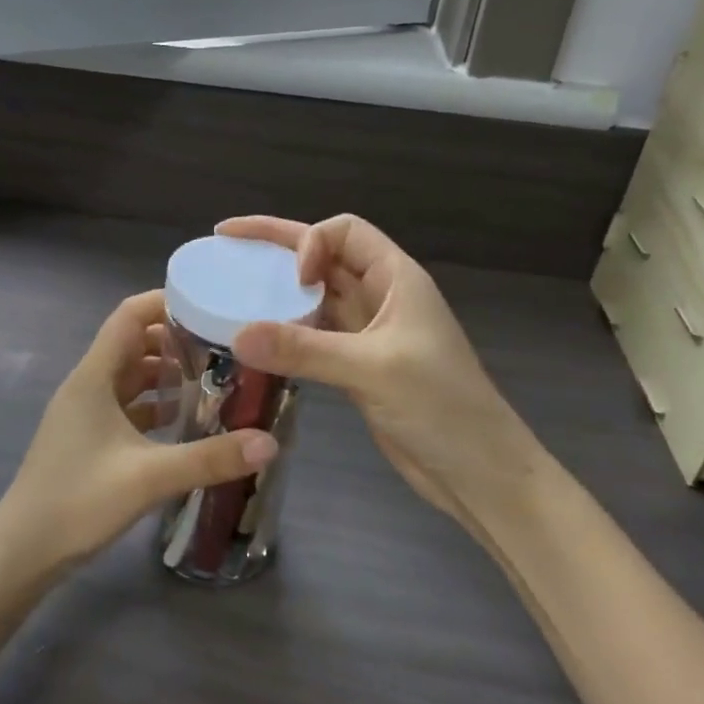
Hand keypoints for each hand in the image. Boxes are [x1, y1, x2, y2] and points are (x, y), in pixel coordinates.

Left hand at [0, 290, 278, 574]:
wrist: (22, 552)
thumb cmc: (78, 502)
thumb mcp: (150, 478)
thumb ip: (211, 458)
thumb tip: (270, 442)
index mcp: (94, 376)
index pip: (130, 316)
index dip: (166, 302)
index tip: (210, 304)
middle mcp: (89, 384)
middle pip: (134, 342)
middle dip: (176, 339)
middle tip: (223, 345)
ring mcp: (86, 412)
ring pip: (131, 375)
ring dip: (167, 372)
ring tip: (213, 377)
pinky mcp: (89, 437)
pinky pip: (127, 404)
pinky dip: (155, 403)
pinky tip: (185, 419)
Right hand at [219, 215, 533, 517]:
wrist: (479, 472)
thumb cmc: (441, 407)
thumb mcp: (372, 370)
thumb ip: (304, 349)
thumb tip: (237, 335)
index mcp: (396, 278)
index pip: (345, 231)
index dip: (311, 242)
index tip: (292, 279)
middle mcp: (381, 296)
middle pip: (325, 255)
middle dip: (277, 246)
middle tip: (225, 241)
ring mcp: (369, 332)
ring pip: (316, 295)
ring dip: (278, 291)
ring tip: (231, 288)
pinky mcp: (357, 366)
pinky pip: (314, 334)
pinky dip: (286, 331)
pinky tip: (256, 340)